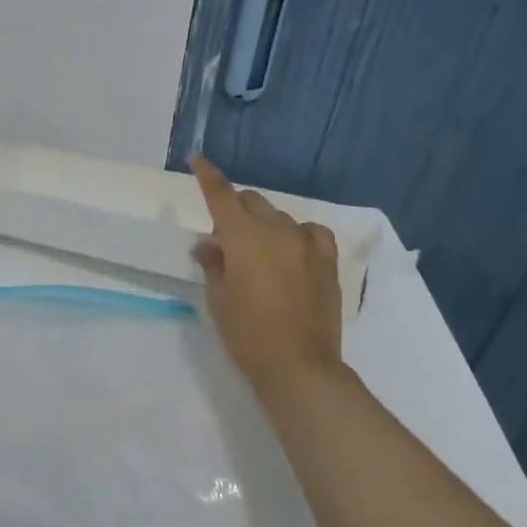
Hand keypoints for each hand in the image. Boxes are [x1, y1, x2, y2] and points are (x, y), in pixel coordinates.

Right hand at [190, 154, 343, 390]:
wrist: (299, 367)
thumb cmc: (248, 335)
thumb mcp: (218, 299)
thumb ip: (213, 264)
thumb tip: (208, 244)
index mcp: (244, 238)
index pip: (222, 196)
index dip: (208, 175)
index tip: (198, 159)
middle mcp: (277, 231)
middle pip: (252, 203)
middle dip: (235, 210)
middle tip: (225, 241)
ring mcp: (307, 244)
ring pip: (280, 217)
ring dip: (263, 225)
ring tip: (258, 253)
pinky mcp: (328, 261)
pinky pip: (311, 232)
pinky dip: (296, 234)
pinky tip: (292, 250)